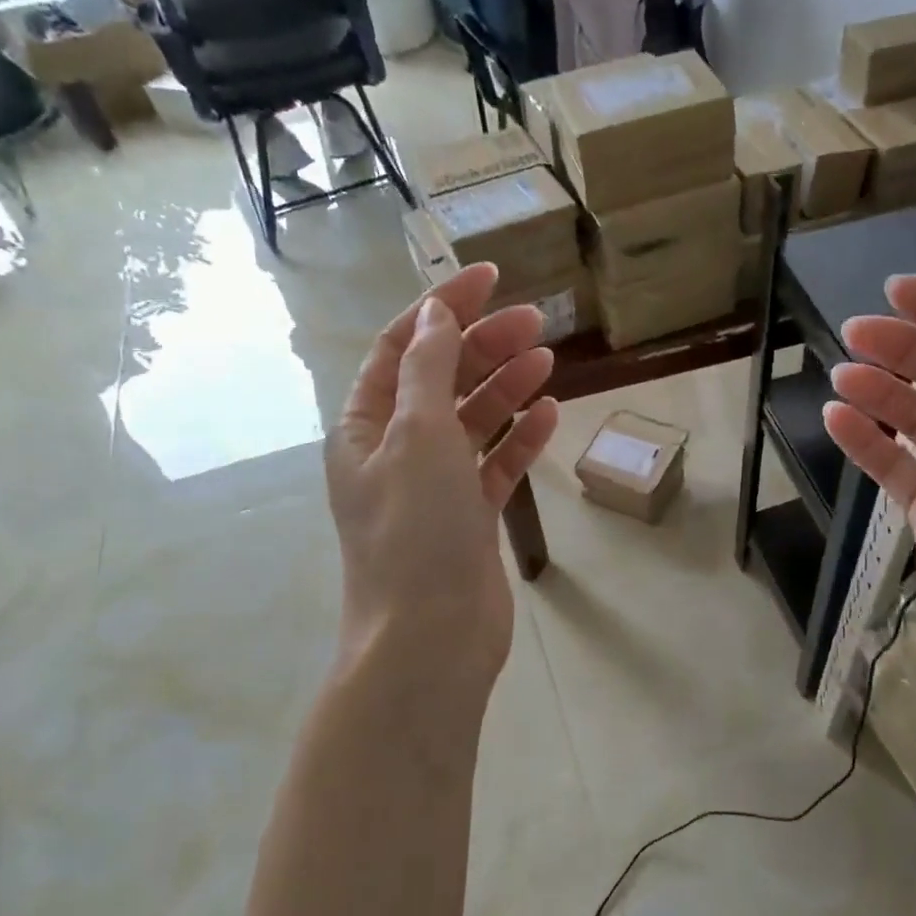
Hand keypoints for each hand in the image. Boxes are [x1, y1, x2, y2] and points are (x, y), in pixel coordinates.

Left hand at [327, 264, 559, 692]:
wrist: (430, 637)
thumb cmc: (415, 529)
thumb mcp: (417, 435)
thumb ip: (427, 370)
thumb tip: (436, 315)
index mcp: (366, 426)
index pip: (403, 348)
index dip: (443, 308)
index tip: (491, 277)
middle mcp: (396, 450)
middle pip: (442, 380)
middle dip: (484, 345)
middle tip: (537, 320)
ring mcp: (435, 485)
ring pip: (473, 420)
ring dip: (506, 386)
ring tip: (547, 358)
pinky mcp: (470, 516)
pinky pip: (496, 464)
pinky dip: (520, 438)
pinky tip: (549, 413)